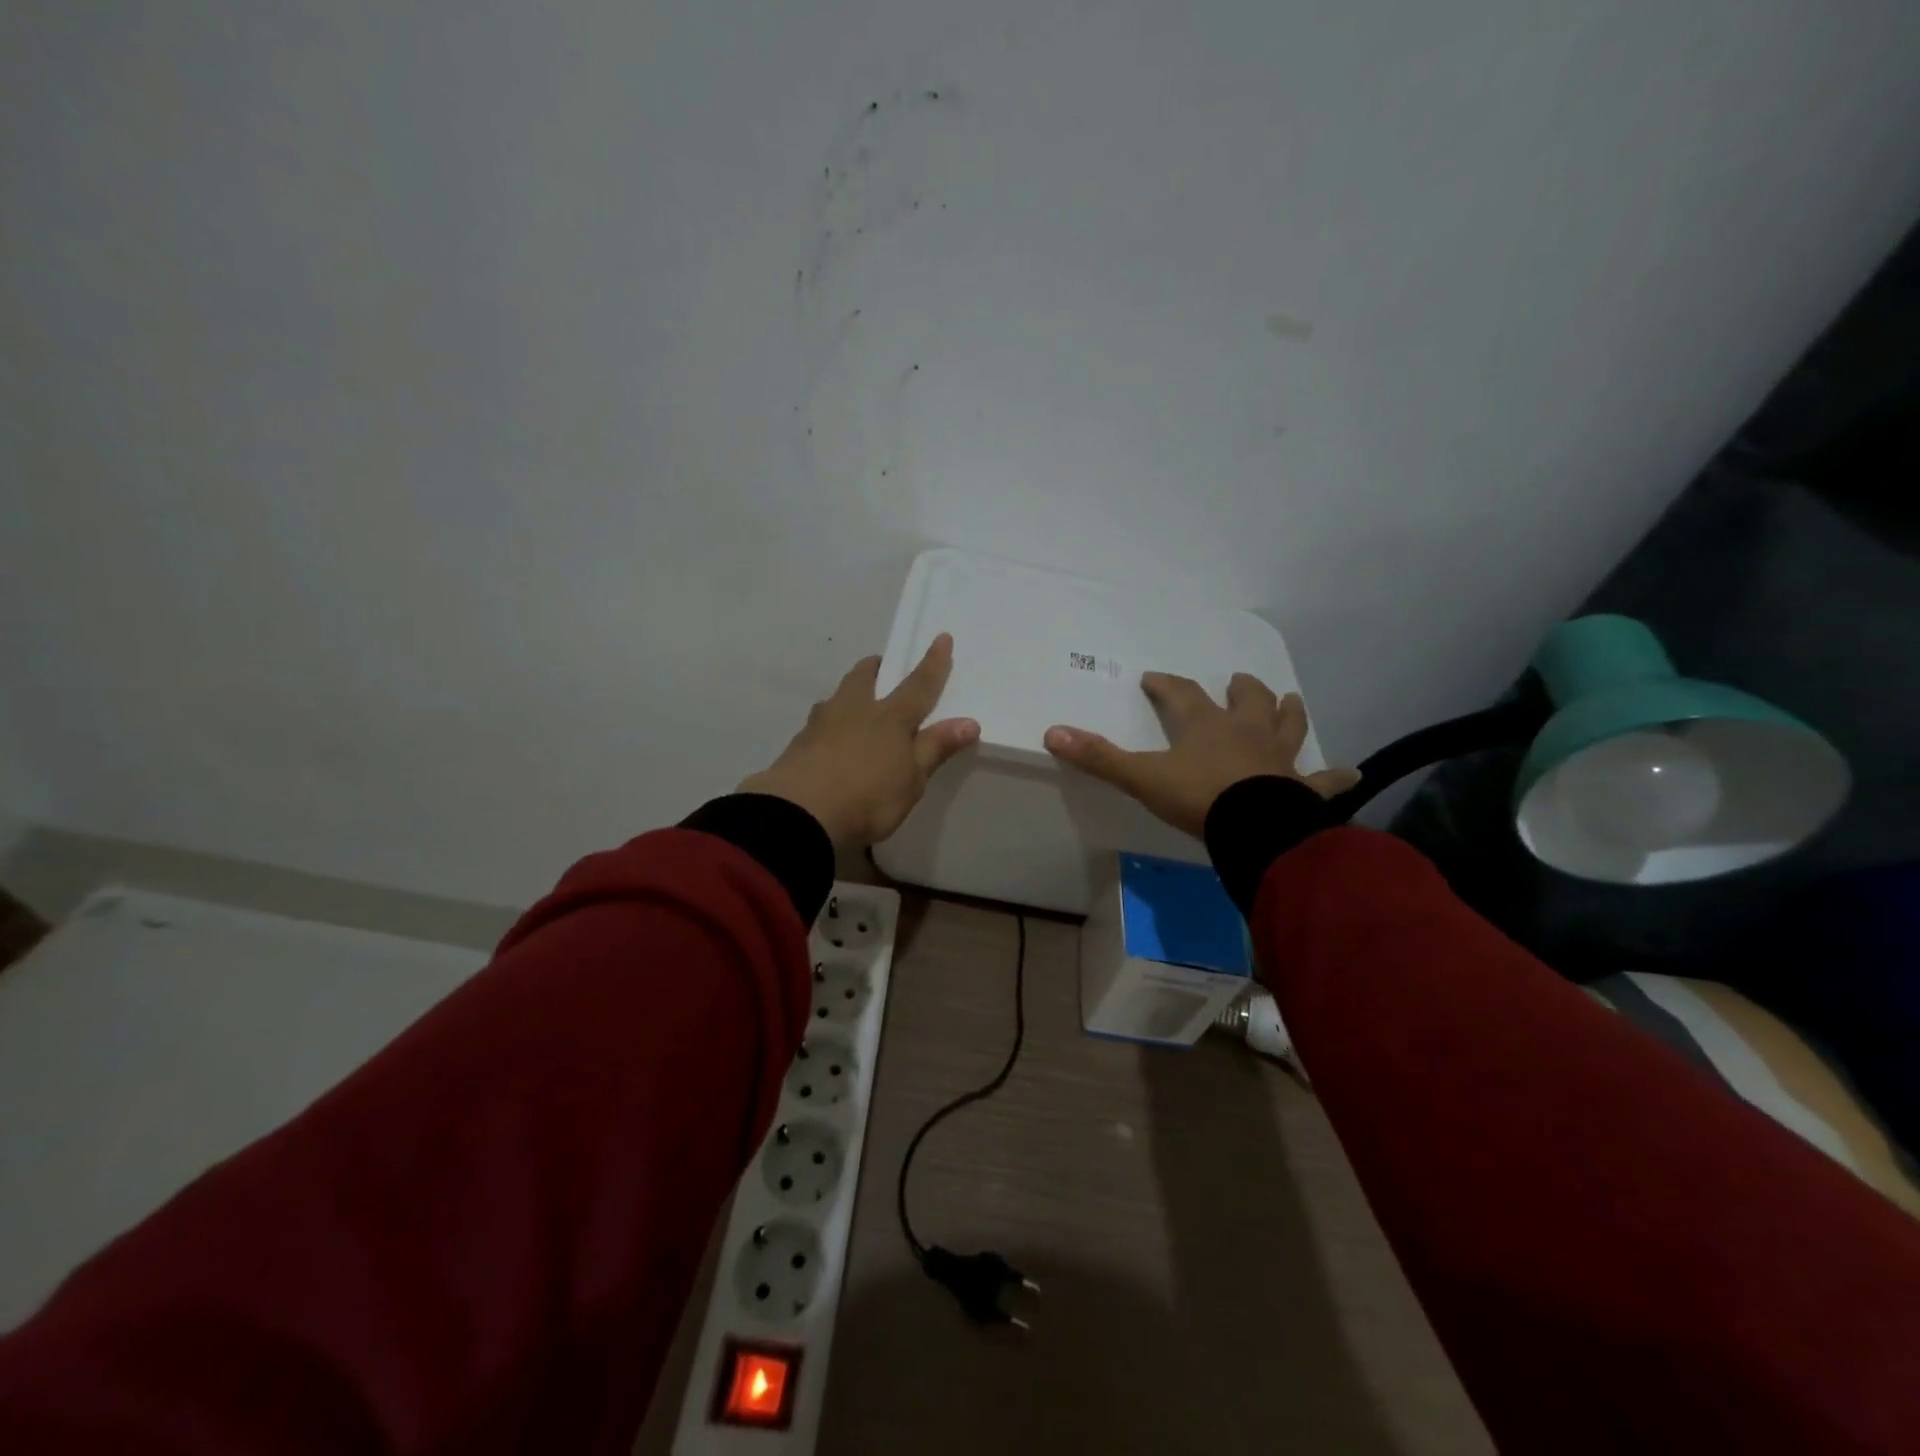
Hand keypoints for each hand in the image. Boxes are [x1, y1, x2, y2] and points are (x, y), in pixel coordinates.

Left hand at [740, 634, 980, 848]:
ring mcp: (820, 725)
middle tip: (882, 667)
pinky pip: (817, 723)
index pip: (918, 685)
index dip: (933, 663)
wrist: (798, 814)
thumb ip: (935, 748)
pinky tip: (828, 741)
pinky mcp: (797, 745)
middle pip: (863, 677)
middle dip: (876, 668)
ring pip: (836, 697)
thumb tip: (968, 722)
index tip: (941, 638)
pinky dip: (828, 724)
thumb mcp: (911, 780)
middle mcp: (854, 711)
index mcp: (890, 718)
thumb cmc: (868, 798)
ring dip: (847, 694)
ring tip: (853, 705)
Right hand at [1043, 672, 1358, 837]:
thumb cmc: (1198, 797)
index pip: (1180, 694)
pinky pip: (1325, 779)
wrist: (1254, 828)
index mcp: (1206, 725)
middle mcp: (1246, 731)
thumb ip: (1099, 757)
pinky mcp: (1303, 786)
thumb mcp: (1142, 778)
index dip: (1165, 684)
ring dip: (1287, 710)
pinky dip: (1336, 777)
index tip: (1153, 678)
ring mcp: (1279, 756)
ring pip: (1288, 723)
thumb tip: (1052, 732)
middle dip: (1240, 688)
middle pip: (1247, 698)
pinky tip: (1351, 774)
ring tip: (1287, 700)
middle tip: (1236, 681)